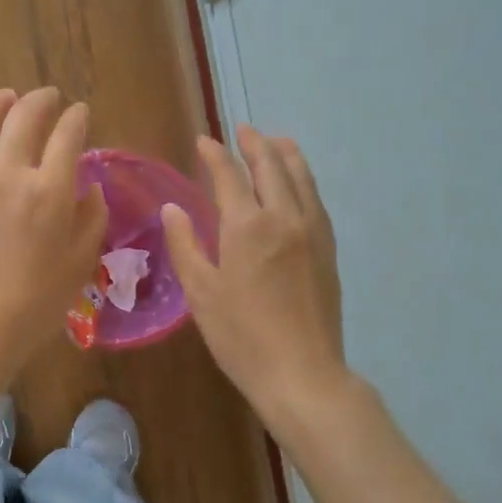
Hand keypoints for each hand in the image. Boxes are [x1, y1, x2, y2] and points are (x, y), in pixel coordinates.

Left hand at [0, 88, 107, 390]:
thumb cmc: (34, 304)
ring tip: (7, 98)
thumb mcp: (79, 264)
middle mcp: (8, 175)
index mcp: (49, 192)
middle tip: (48, 98)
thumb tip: (89, 188)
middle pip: (24, 116)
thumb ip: (91, 219)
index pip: (67, 135)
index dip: (76, 118)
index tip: (80, 114)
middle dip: (42, 100)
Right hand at [162, 125, 349, 424]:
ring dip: (286, 154)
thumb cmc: (241, 336)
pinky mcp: (328, 249)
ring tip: (276, 142)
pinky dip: (304, 180)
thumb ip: (185, 245)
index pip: (229, 176)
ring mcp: (312, 232)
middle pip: (272, 166)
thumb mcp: (201, 292)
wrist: (301, 372)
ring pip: (302, 178)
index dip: (215, 155)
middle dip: (255, 144)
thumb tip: (173, 208)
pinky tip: (299, 185)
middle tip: (243, 130)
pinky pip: (316, 200)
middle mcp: (285, 217)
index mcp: (248, 226)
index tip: (204, 141)